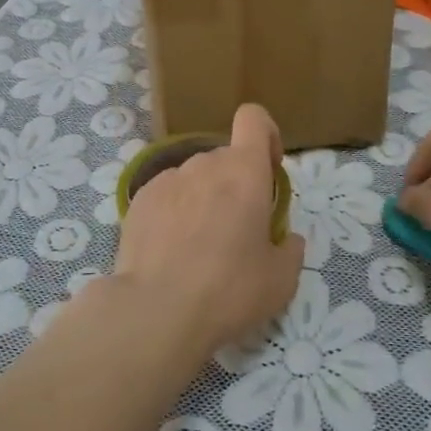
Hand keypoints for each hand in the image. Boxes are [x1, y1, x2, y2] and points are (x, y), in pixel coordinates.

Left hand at [111, 104, 304, 360]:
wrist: (156, 311)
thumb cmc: (229, 290)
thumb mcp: (281, 281)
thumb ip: (290, 250)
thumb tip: (287, 239)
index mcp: (245, 171)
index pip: (254, 119)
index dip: (266, 135)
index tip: (269, 169)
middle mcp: (205, 164)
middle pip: (226, 158)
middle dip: (236, 184)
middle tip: (237, 231)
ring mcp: (167, 179)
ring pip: (195, 177)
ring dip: (204, 199)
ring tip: (198, 248)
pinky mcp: (140, 200)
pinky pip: (167, 195)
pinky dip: (174, 212)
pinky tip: (170, 251)